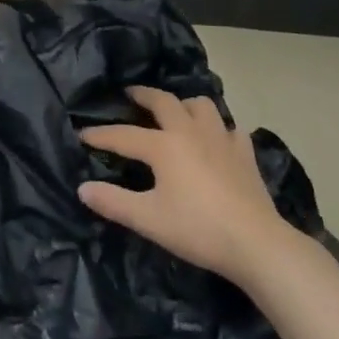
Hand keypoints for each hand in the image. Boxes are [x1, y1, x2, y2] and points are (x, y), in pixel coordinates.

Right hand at [79, 87, 286, 283]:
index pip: (124, 135)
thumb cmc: (197, 229)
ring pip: (201, 105)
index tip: (82, 134)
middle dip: (143, 96)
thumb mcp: (148, 219)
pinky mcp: (244, 153)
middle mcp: (190, 131)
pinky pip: (229, 128)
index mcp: (164, 145)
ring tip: (176, 113)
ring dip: (184, 104)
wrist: (256, 243)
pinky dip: (218, 128)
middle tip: (131, 95)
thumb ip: (113, 202)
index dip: (100, 135)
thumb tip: (82, 188)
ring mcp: (221, 138)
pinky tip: (216, 140)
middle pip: (164, 101)